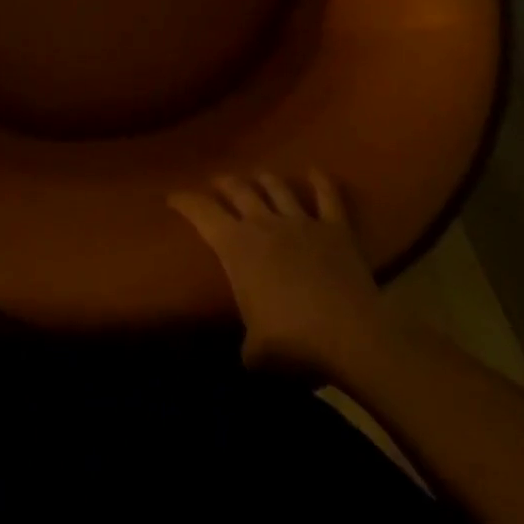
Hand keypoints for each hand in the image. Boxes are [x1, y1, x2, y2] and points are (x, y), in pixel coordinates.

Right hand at [171, 170, 384, 376]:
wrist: (350, 337)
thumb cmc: (293, 342)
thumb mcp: (256, 351)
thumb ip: (248, 343)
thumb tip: (250, 352)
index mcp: (236, 246)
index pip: (201, 213)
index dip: (185, 202)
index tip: (173, 197)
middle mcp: (264, 223)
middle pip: (238, 190)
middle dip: (224, 183)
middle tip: (217, 183)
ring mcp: (302, 221)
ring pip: (277, 187)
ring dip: (264, 179)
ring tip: (257, 177)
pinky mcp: (335, 229)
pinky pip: (327, 197)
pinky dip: (321, 182)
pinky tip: (315, 172)